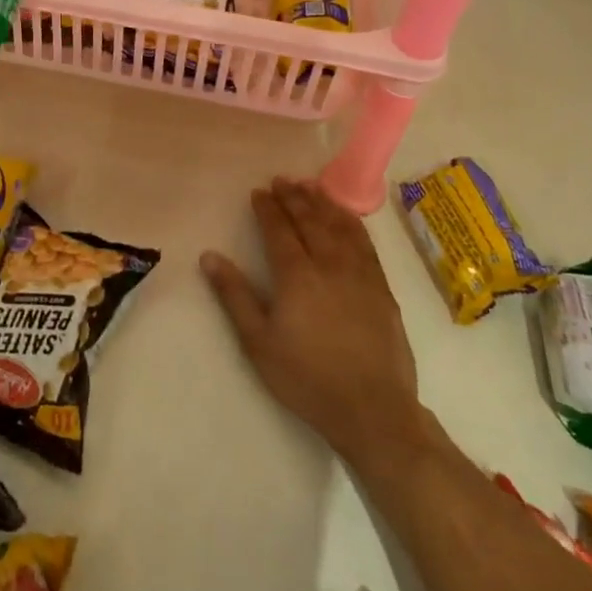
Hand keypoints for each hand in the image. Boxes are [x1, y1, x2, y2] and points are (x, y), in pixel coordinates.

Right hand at [202, 179, 428, 467]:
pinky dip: (351, 223)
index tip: (258, 192)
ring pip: (339, 226)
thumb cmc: (306, 377)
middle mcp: (329, 264)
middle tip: (281, 180)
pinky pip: (365, 243)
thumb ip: (234, 295)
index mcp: (297, 276)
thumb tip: (209, 256)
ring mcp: (360, 274)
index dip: (268, 209)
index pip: (279, 230)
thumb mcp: (258, 341)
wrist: (372, 410)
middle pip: (310, 221)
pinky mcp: (382, 288)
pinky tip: (346, 217)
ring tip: (310, 185)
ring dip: (322, 202)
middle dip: (293, 197)